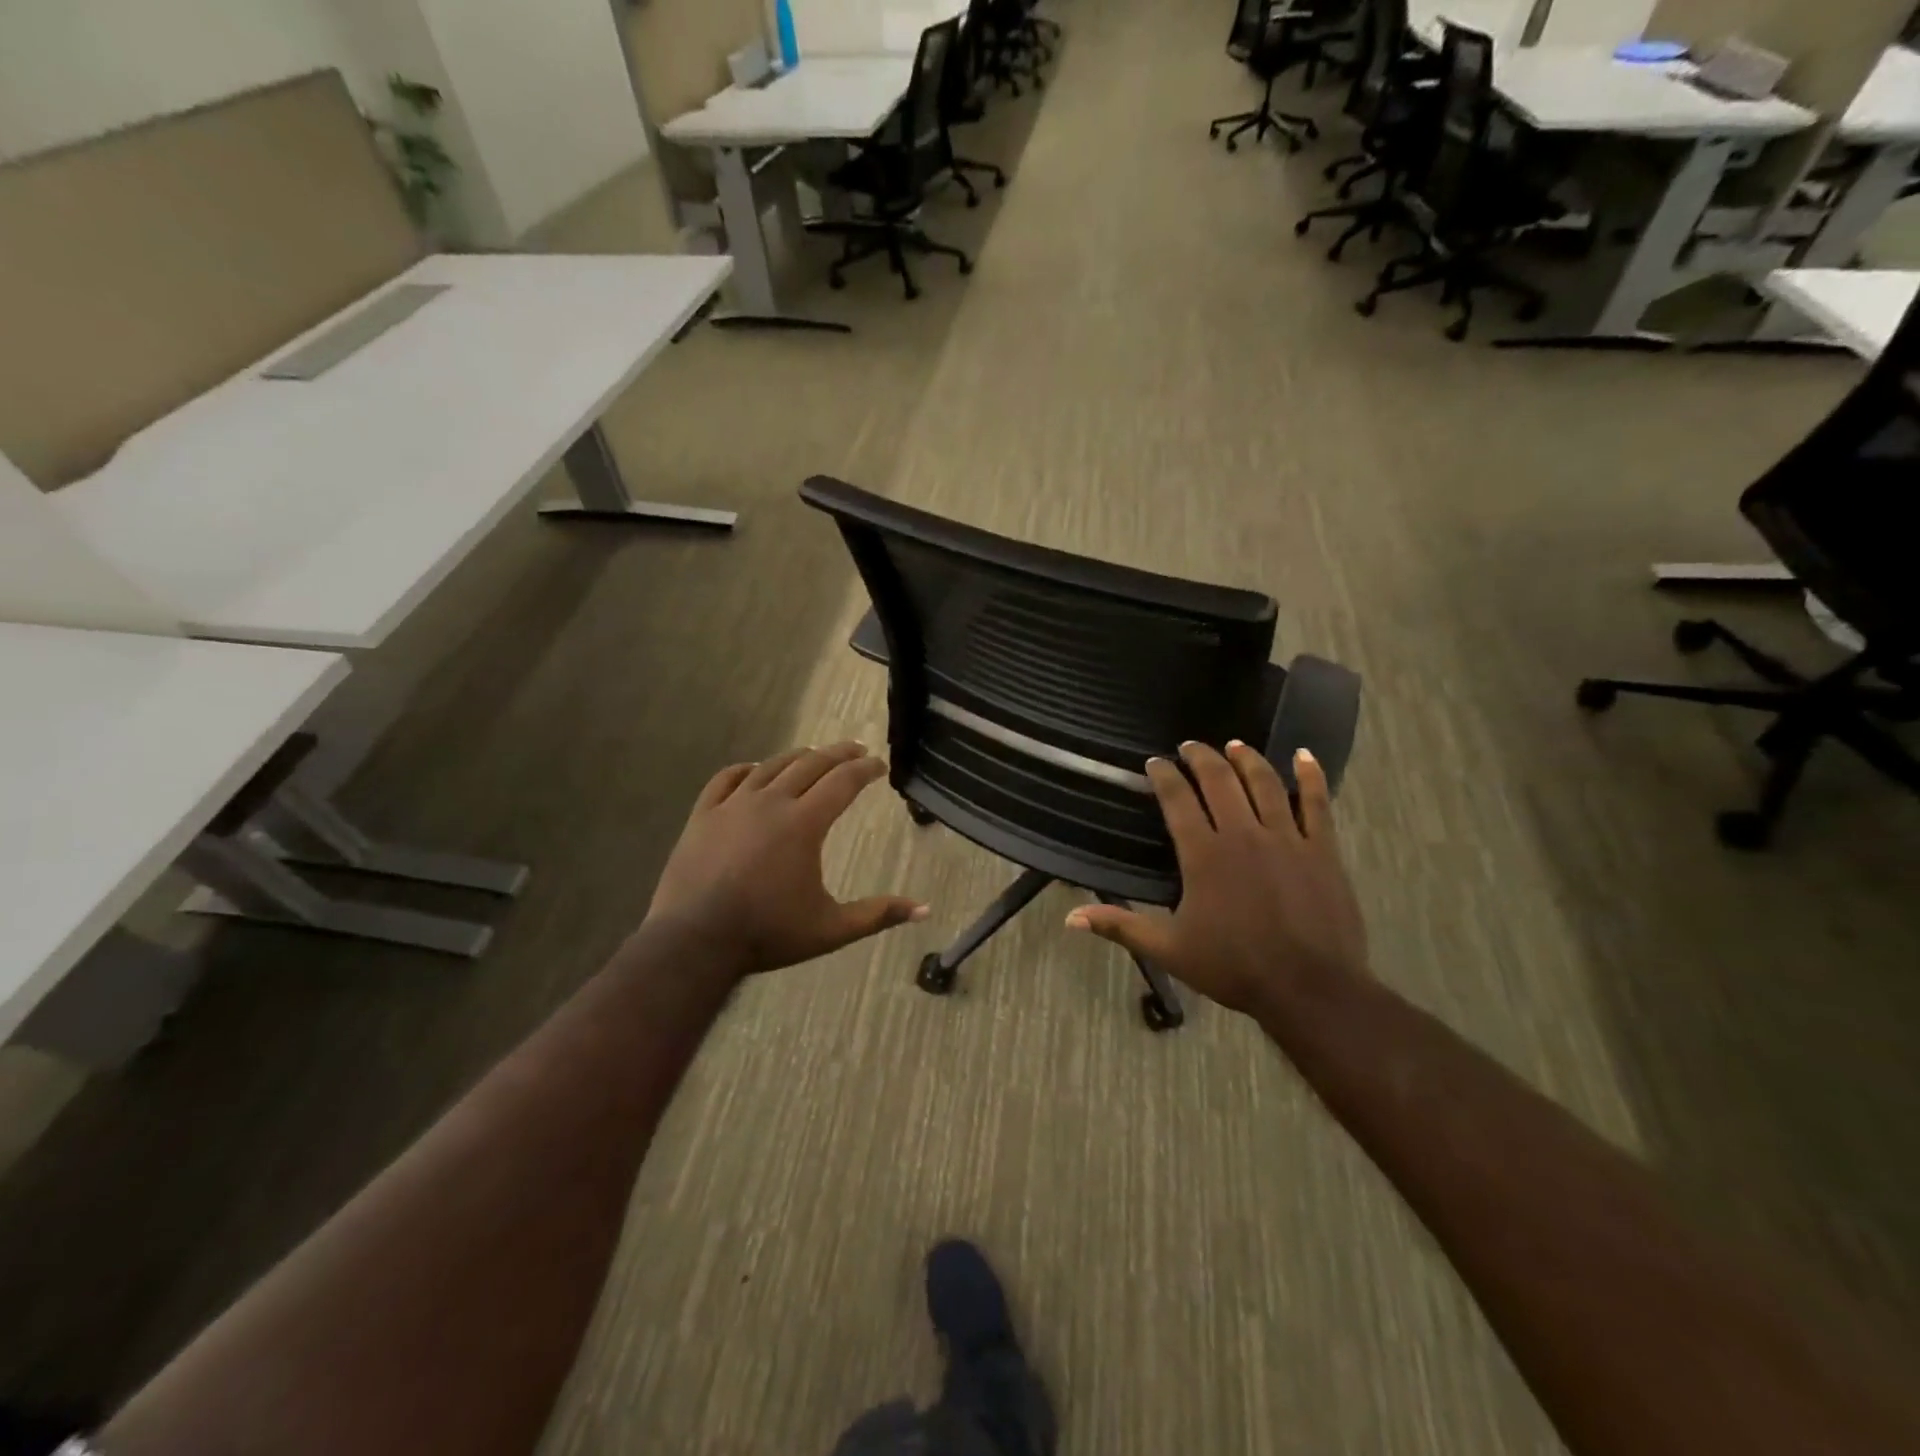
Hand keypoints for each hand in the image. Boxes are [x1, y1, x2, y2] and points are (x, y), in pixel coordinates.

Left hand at [646, 741, 927, 977]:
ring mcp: (733, 805)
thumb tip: (925, 909)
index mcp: (804, 824)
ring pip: (770, 766)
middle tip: (855, 750)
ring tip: (813, 755)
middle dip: (838, 754)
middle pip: (810, 764)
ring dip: (797, 757)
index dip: (865, 770)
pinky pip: (726, 779)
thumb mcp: (831, 929)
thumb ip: (878, 914)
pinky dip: (746, 769)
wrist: (695, 942)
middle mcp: (771, 802)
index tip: (879, 765)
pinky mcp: (703, 815)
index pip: (843, 782)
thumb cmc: (768, 934)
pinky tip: (754, 770)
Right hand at [1066, 742, 1366, 1021]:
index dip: (1164, 776)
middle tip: (1190, 745)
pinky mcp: (1321, 849)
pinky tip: (1304, 756)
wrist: (1310, 989)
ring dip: (1246, 759)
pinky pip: (1317, 803)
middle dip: (1201, 757)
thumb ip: (1120, 926)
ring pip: (1264, 783)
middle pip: (1219, 780)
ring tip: (1234, 745)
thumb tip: (1070, 918)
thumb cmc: (1234, 968)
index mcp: (1204, 854)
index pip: (1178, 800)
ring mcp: (1286, 838)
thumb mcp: (1169, 949)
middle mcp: (1242, 834)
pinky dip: (1311, 776)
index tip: (1154, 762)